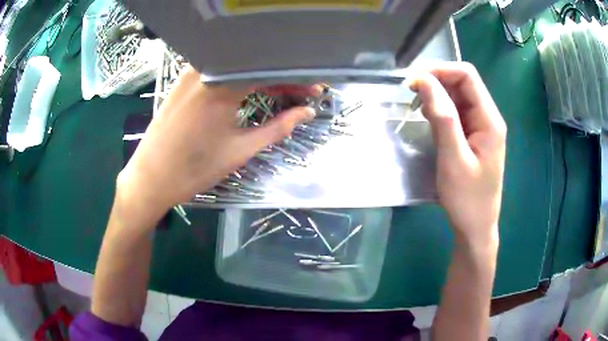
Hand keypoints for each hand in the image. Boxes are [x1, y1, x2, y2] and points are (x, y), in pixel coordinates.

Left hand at [118, 67, 318, 211]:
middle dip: (282, 77)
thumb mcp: (240, 149)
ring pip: (236, 67)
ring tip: (280, 92)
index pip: (270, 71)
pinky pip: (219, 72)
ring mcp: (192, 72)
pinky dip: (239, 79)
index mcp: (222, 83)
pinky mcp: (183, 80)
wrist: (151, 178)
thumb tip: (307, 113)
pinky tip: (250, 90)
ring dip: (260, 77)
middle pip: (254, 65)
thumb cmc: (194, 168)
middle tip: (302, 92)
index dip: (297, 80)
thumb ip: (278, 127)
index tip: (315, 89)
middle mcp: (207, 68)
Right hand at [409, 62, 505, 247]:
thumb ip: (442, 118)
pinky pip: (457, 112)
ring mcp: (481, 127)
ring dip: (437, 94)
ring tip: (416, 104)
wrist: (476, 227)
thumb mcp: (453, 159)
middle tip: (411, 92)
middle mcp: (488, 117)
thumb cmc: (467, 199)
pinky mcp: (473, 136)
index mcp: (490, 120)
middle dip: (437, 80)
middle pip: (463, 83)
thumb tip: (424, 81)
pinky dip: (440, 108)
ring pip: (459, 96)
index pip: (467, 76)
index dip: (440, 70)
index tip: (414, 81)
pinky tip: (428, 117)